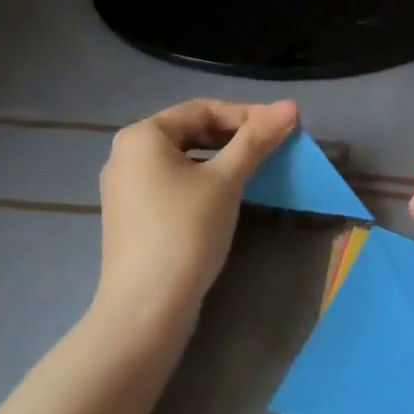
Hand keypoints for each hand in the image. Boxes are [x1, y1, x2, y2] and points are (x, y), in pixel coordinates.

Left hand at [95, 98, 297, 335]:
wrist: (146, 308)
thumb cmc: (186, 231)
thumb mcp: (226, 180)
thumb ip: (257, 140)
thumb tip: (290, 106)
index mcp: (142, 136)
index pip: (202, 109)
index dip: (247, 114)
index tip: (283, 127)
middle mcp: (125, 154)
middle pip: (189, 131)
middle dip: (233, 136)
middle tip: (271, 148)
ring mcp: (124, 188)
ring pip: (181, 159)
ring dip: (219, 159)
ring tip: (253, 170)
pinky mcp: (130, 216)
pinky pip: (171, 183)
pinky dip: (201, 181)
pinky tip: (224, 197)